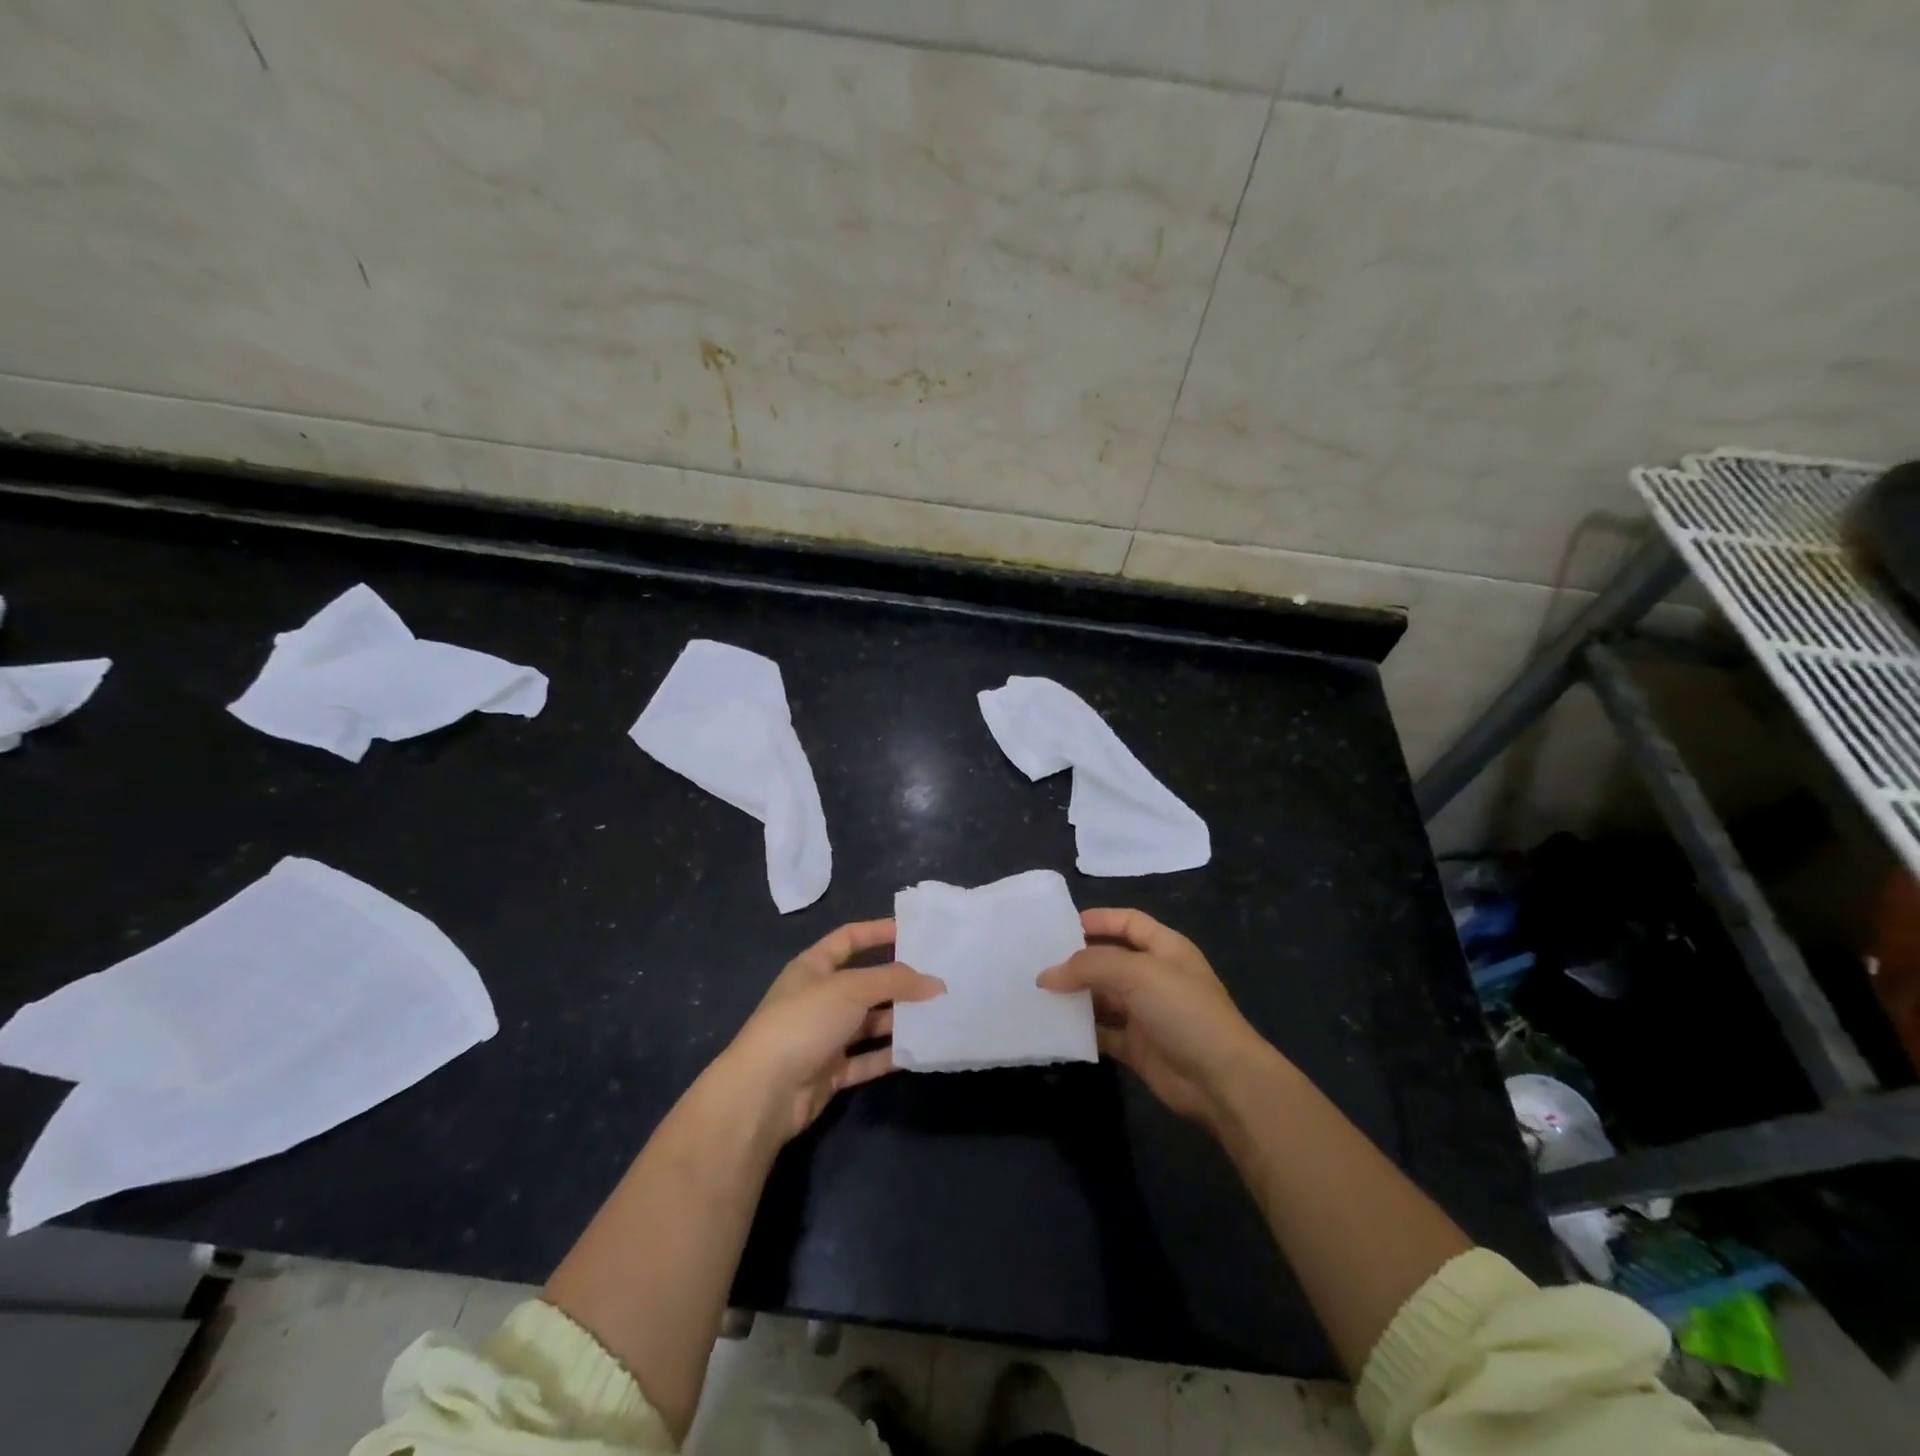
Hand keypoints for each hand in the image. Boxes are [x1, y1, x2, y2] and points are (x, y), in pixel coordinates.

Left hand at [717, 919, 943, 1145]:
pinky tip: (921, 1049)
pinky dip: (891, 1054)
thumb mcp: (852, 988)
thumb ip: (895, 981)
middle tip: (939, 978)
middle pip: (865, 983)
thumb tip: (936, 983)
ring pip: (869, 1022)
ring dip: (900, 1019)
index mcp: (813, 967)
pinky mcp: (831, 1071)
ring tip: (939, 1013)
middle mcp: (819, 998)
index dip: (878, 932)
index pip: (849, 938)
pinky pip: (868, 1058)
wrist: (765, 1092)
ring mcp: (824, 1036)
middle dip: (898, 981)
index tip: (914, 933)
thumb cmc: (805, 1021)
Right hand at [1039, 908, 1272, 1128]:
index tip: (1060, 926)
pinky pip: (1102, 1031)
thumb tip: (1047, 975)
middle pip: (1109, 959)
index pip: (1128, 922)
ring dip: (1074, 996)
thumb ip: (1090, 966)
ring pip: (1101, 996)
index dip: (1098, 919)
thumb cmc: (1183, 1010)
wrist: (1221, 1079)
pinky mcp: (1136, 1046)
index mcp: (1165, 948)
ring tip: (1038, 993)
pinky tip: (1054, 1026)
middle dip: (1077, 960)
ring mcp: (1145, 1012)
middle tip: (1037, 962)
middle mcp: (1154, 976)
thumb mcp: (1137, 974)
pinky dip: (1081, 1029)